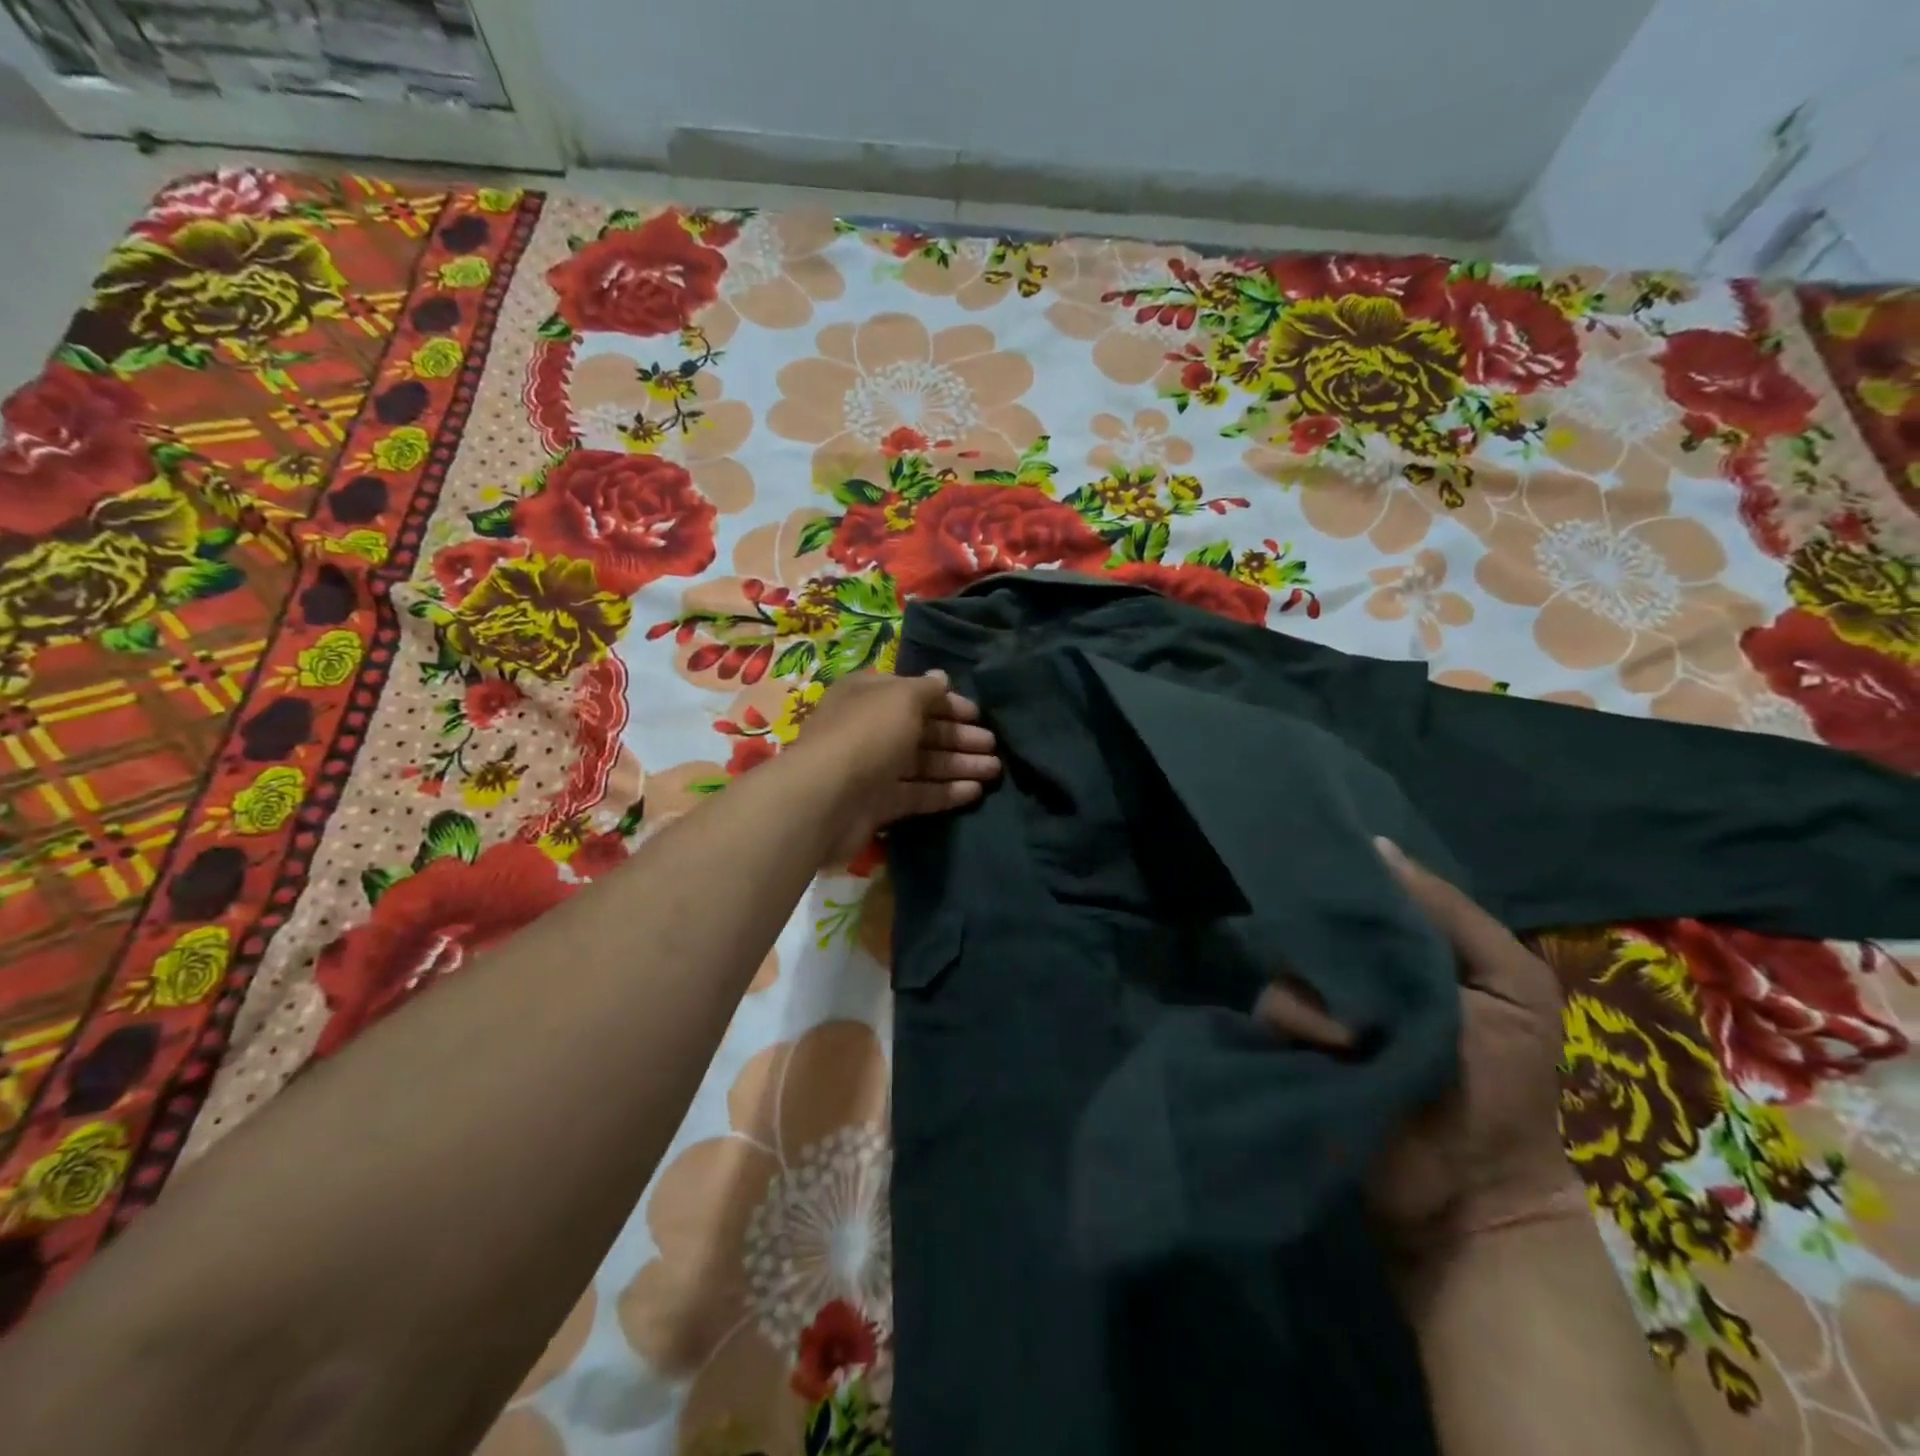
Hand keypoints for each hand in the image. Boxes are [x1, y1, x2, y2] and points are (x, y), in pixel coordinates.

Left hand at [790, 670, 1000, 863]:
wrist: (825, 799)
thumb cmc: (867, 734)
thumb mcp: (901, 698)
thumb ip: (927, 689)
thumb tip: (943, 678)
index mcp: (869, 695)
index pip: (914, 694)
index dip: (947, 703)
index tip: (979, 715)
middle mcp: (870, 728)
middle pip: (922, 730)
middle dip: (959, 737)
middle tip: (994, 745)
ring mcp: (873, 768)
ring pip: (923, 764)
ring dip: (958, 765)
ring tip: (995, 770)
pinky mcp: (877, 804)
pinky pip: (917, 794)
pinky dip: (945, 792)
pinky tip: (974, 791)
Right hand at [1258, 839, 1581, 1258]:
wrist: (1474, 1189)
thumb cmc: (1505, 1084)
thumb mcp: (1512, 987)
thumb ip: (1451, 915)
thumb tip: (1377, 846)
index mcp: (1407, 951)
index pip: (1365, 894)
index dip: (1350, 878)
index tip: (1329, 858)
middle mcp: (1357, 973)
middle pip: (1319, 928)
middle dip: (1330, 940)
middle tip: (1350, 964)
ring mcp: (1320, 1009)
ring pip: (1289, 969)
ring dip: (1321, 998)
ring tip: (1356, 1036)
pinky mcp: (1291, 1044)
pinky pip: (1273, 1010)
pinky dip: (1301, 1025)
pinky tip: (1334, 1050)